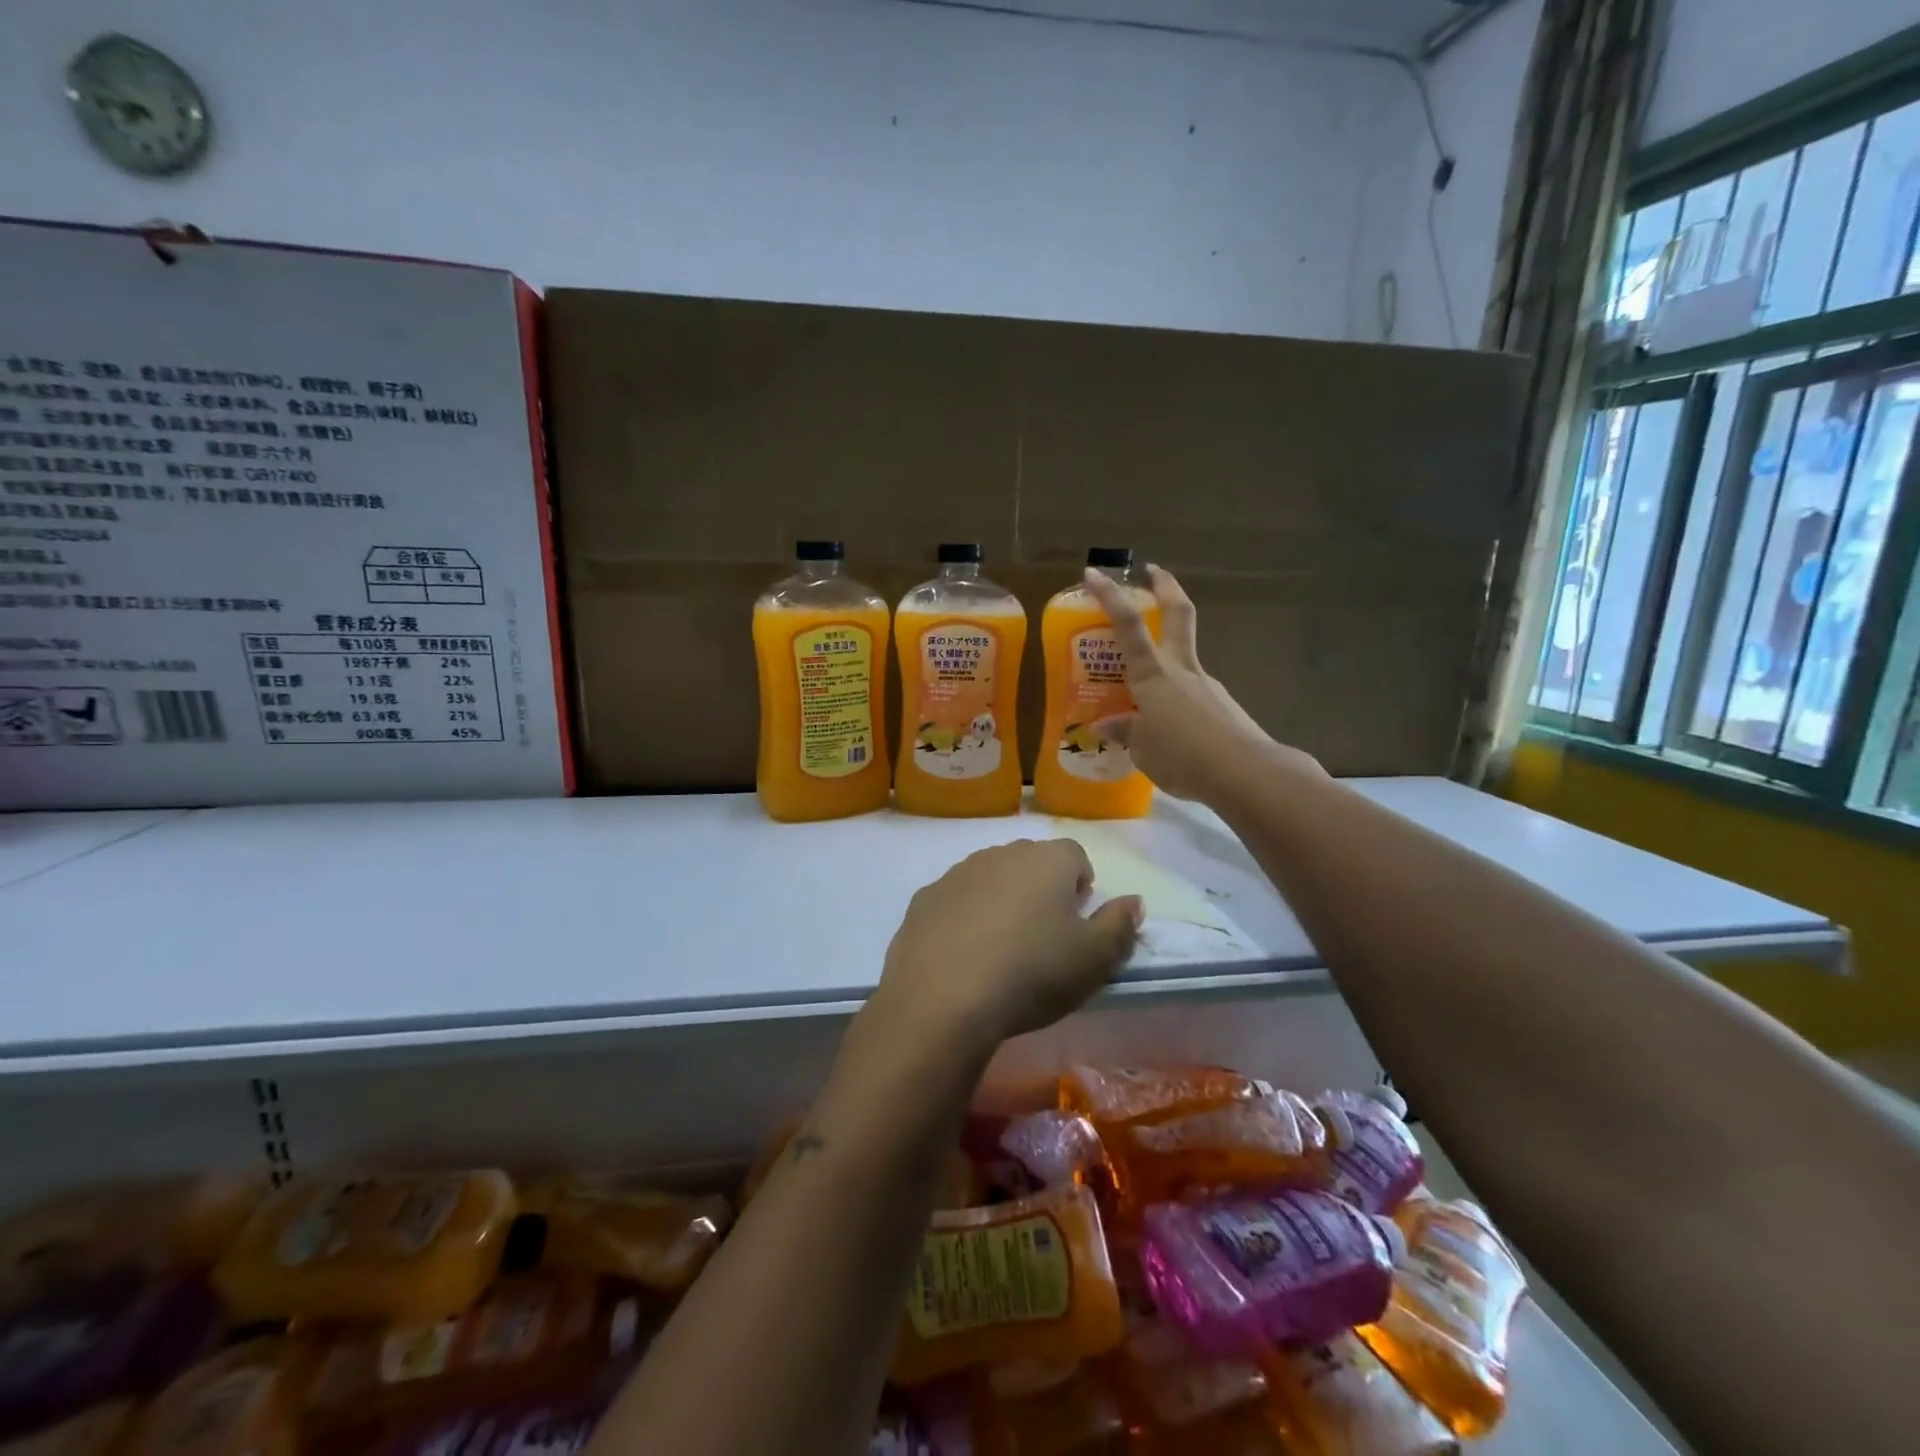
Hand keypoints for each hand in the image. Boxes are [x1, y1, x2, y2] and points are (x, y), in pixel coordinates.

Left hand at [869, 839, 1142, 1052]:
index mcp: (1047, 860)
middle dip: (1041, 889)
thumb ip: (1120, 926)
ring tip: (1002, 948)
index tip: (1077, 922)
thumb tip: (1133, 901)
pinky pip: (955, 899)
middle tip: (1043, 937)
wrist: (943, 999)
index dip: (1081, 886)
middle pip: (1031, 862)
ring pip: (990, 877)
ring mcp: (958, 872)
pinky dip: (964, 917)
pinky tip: (963, 956)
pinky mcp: (924, 898)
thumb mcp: (1094, 960)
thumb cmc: (1032, 973)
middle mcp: (1001, 853)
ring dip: (1001, 900)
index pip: (1075, 855)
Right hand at [1081, 564, 1318, 801]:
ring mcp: (1207, 684)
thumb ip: (1126, 732)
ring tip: (1144, 694)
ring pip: (1184, 656)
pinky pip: (1192, 691)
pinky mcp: (1223, 704)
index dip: (1110, 597)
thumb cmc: (1184, 758)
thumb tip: (1108, 724)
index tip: (1094, 573)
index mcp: (1153, 675)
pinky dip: (1178, 697)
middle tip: (1153, 571)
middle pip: (1178, 613)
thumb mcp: (1143, 750)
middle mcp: (1181, 669)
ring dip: (1167, 655)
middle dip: (1165, 586)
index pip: (1128, 625)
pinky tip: (1172, 727)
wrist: (1248, 773)